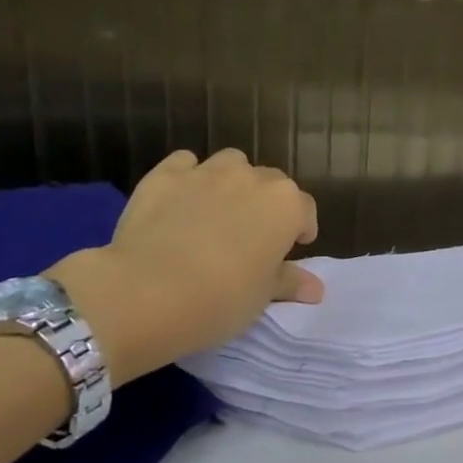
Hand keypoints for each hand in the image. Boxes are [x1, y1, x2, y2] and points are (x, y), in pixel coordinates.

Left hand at [49, 149, 321, 381]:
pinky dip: (188, 176)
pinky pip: (185, 163)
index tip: (289, 250)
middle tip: (251, 236)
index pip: (305, 210)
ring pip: (231, 164)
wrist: (146, 293)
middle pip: (271, 183)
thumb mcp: (262, 297)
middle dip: (266, 204)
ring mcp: (207, 172)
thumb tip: (316, 289)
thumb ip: (289, 282)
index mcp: (286, 205)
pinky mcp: (165, 175)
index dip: (300, 229)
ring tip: (218, 211)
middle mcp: (253, 178)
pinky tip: (180, 200)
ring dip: (232, 181)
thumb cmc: (221, 299)